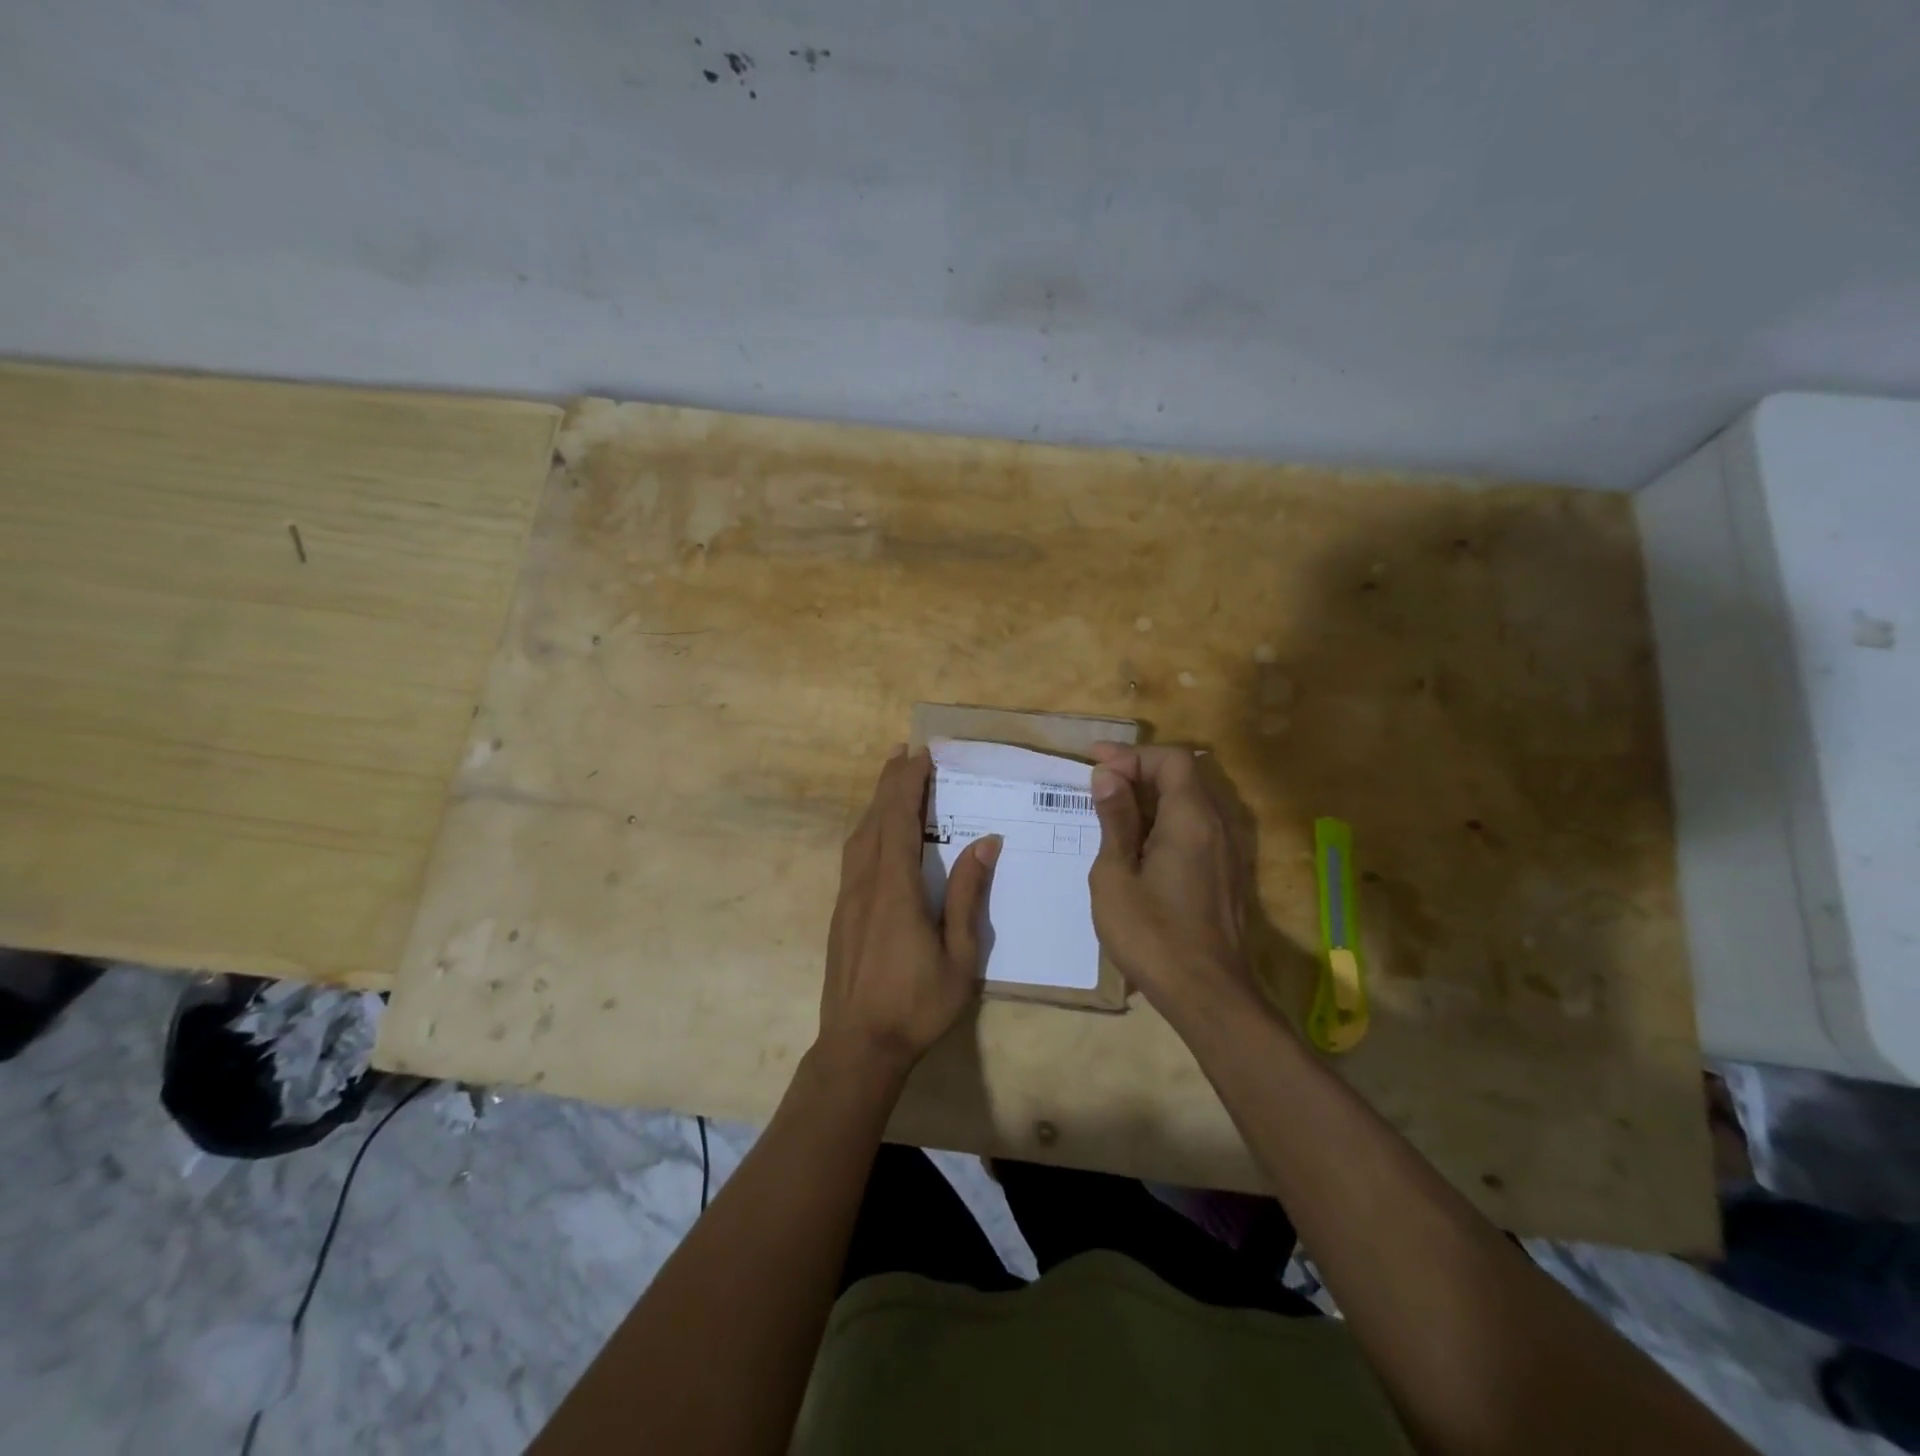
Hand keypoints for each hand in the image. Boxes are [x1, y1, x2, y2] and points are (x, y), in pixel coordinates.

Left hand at [819, 746, 999, 1077]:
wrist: (858, 1047)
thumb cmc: (916, 1005)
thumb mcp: (959, 956)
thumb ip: (967, 896)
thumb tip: (985, 842)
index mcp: (895, 889)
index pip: (900, 821)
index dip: (909, 784)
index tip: (922, 755)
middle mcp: (865, 884)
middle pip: (875, 820)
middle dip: (890, 782)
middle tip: (905, 753)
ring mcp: (847, 898)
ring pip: (858, 837)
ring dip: (876, 803)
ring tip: (892, 782)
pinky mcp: (840, 913)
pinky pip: (853, 856)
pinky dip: (868, 830)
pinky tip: (878, 834)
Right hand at [1087, 743, 1253, 1019]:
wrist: (1206, 994)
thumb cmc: (1152, 934)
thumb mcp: (1116, 874)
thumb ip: (1115, 820)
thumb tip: (1108, 776)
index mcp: (1191, 818)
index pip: (1171, 759)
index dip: (1132, 755)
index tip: (1095, 764)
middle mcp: (1217, 826)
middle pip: (1184, 776)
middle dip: (1139, 771)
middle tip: (1098, 782)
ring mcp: (1226, 852)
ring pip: (1190, 802)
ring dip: (1151, 797)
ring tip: (1110, 811)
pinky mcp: (1224, 874)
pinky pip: (1195, 828)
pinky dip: (1163, 821)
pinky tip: (1135, 844)